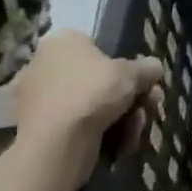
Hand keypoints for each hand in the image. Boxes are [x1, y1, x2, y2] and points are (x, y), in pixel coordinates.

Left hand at [13, 30, 164, 176]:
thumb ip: (147, 68)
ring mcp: (37, 103)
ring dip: (122, 120)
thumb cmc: (92, 93)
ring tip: (136, 133)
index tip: (144, 84)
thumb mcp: (132, 73)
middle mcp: (43, 68)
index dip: (126, 68)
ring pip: (91, 107)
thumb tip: (154, 68)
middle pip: (98, 81)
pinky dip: (101, 137)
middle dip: (130, 98)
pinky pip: (77, 129)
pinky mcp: (37, 135)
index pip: (99, 49)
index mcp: (60, 43)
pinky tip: (120, 147)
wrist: (55, 146)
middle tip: (150, 109)